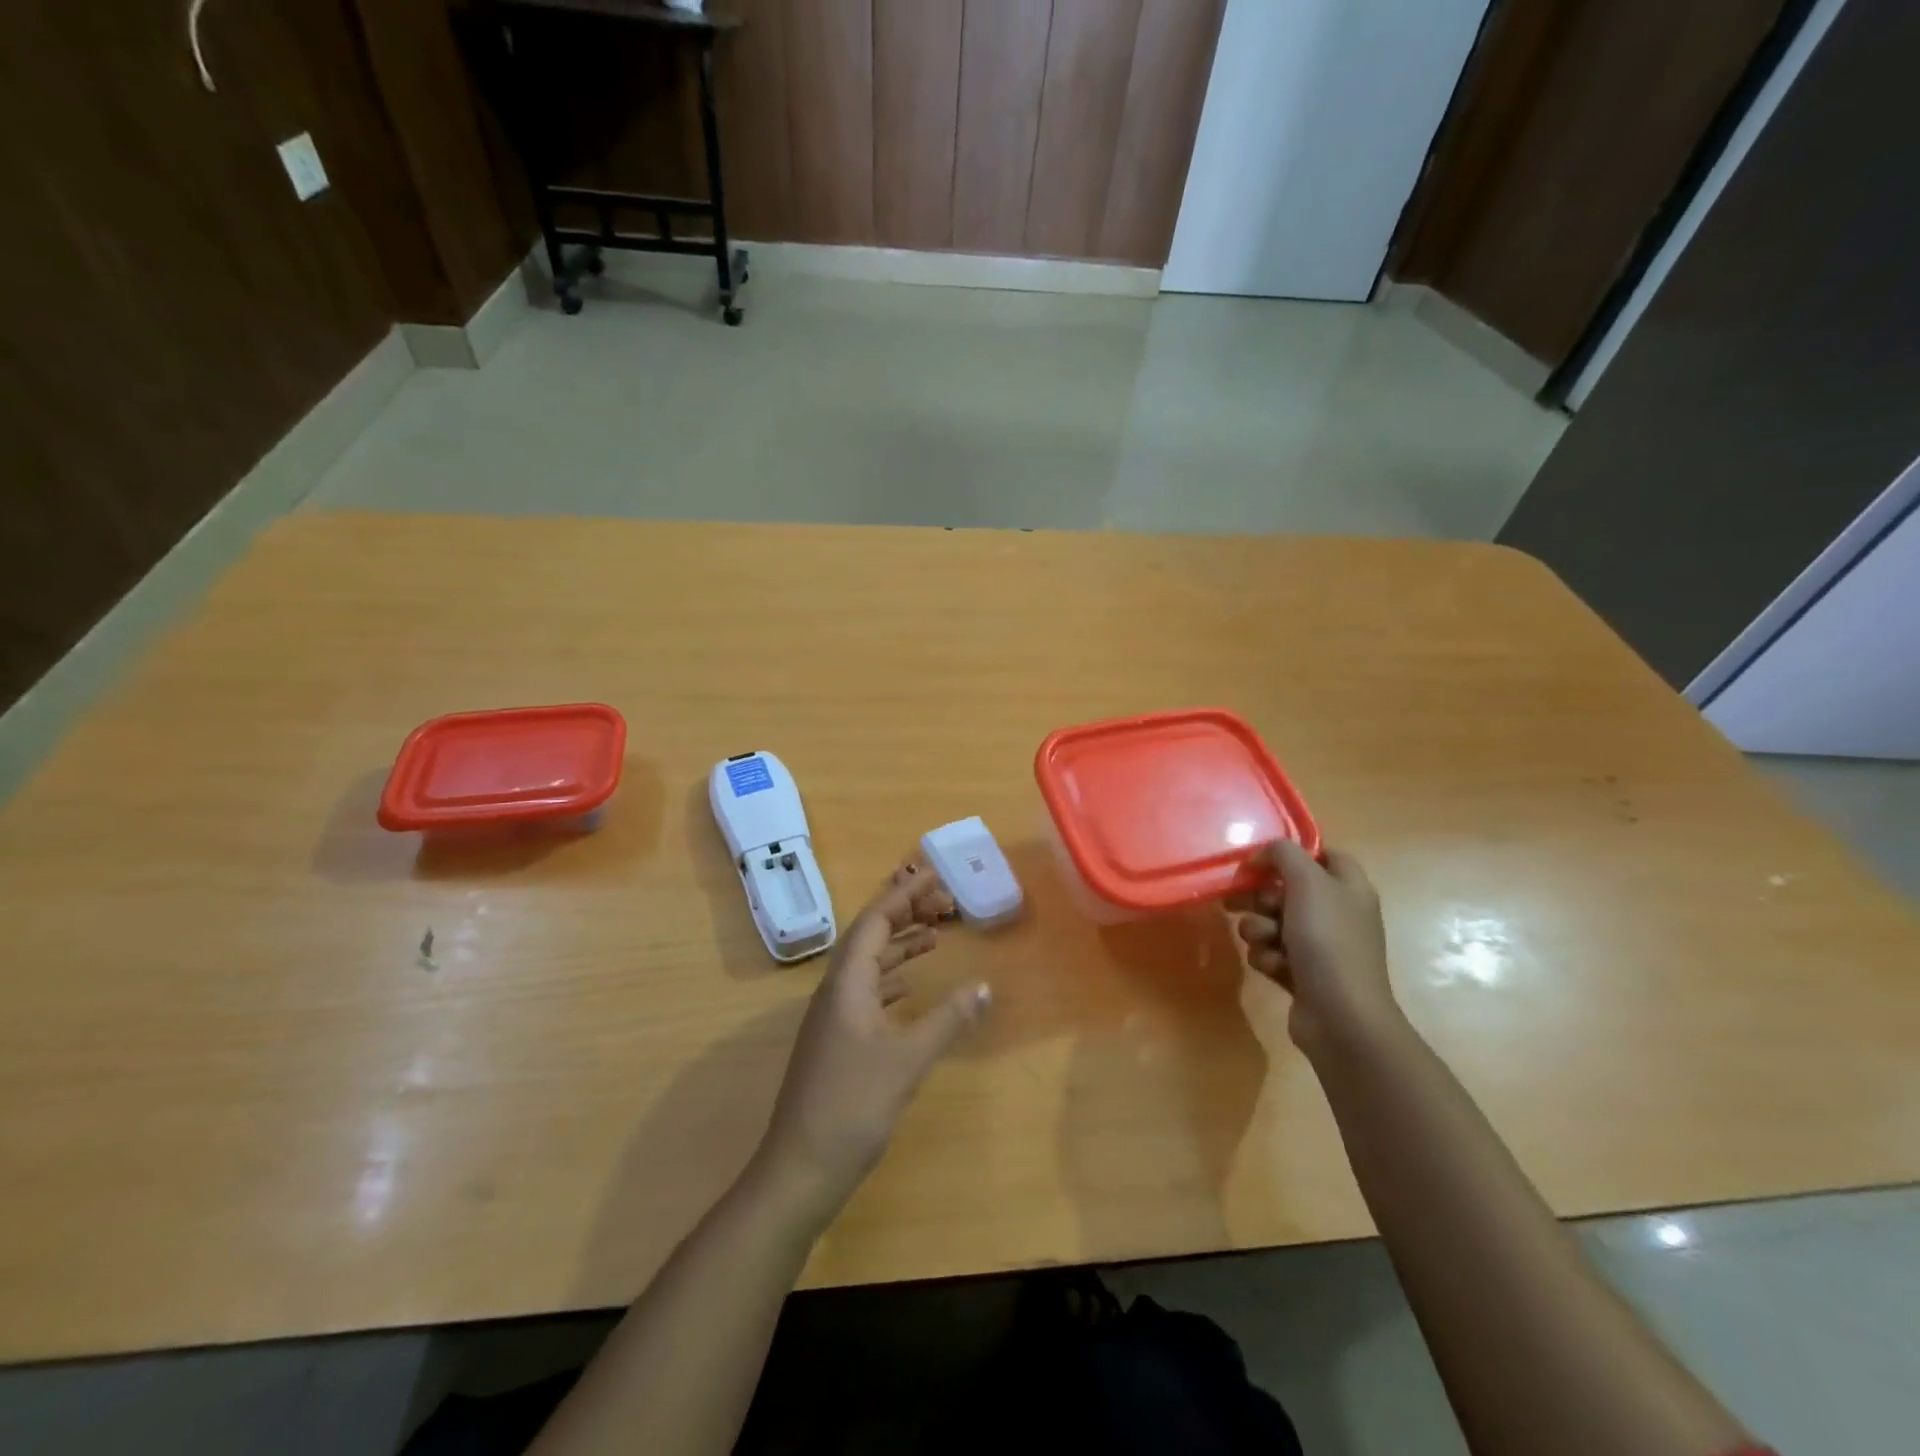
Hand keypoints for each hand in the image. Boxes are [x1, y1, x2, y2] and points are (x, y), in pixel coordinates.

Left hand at [755, 862, 991, 1222]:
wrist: (801, 1168)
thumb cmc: (853, 1106)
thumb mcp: (907, 1060)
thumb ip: (947, 1019)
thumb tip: (984, 986)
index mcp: (847, 983)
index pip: (875, 921)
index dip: (904, 896)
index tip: (934, 877)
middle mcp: (836, 990)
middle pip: (870, 936)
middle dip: (904, 913)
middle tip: (943, 901)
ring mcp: (833, 1016)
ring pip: (869, 964)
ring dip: (900, 945)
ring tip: (935, 934)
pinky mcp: (837, 1040)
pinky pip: (868, 990)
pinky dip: (893, 978)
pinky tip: (911, 986)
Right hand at [1230, 840, 1400, 1057]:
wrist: (1341, 1016)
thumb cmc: (1328, 941)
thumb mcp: (1308, 883)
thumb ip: (1283, 854)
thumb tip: (1262, 855)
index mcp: (1348, 887)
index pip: (1322, 854)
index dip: (1291, 855)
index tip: (1261, 862)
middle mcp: (1336, 912)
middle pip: (1286, 889)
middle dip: (1260, 897)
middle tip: (1244, 902)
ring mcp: (1320, 945)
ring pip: (1271, 921)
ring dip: (1259, 929)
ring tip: (1266, 942)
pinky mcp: (1301, 973)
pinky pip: (1270, 952)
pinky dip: (1267, 957)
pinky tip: (1275, 968)